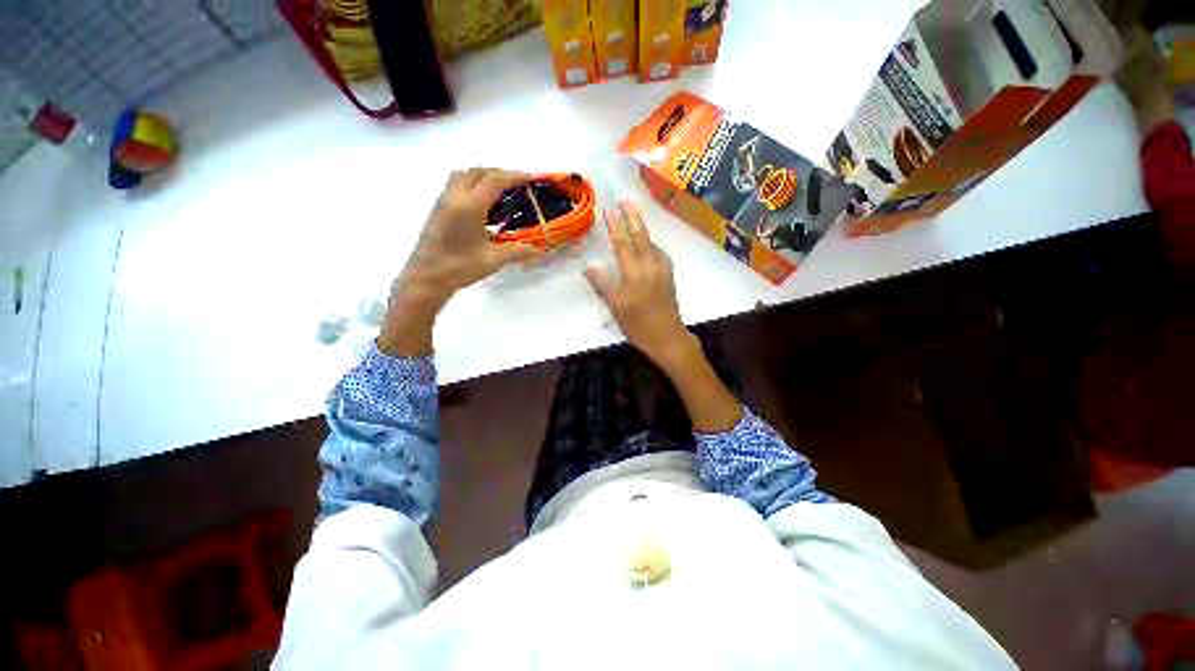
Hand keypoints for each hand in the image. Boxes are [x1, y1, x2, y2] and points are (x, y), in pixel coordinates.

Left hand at [379, 168, 540, 355]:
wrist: (426, 278)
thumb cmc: (459, 268)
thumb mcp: (493, 260)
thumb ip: (518, 251)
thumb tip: (540, 251)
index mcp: (469, 206)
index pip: (494, 181)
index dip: (514, 176)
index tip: (530, 178)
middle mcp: (454, 197)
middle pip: (478, 172)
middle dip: (500, 173)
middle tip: (518, 185)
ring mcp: (443, 201)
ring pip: (464, 175)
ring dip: (484, 176)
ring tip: (501, 191)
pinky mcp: (438, 209)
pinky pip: (456, 185)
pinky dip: (473, 184)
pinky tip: (483, 205)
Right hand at [584, 200, 697, 368]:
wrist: (668, 337)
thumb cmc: (638, 325)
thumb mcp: (616, 307)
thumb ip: (603, 284)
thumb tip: (588, 267)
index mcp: (635, 273)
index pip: (623, 243)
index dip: (615, 226)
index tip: (608, 210)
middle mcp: (650, 265)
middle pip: (640, 236)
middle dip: (632, 217)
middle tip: (624, 200)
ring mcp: (662, 269)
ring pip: (650, 242)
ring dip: (641, 227)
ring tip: (633, 214)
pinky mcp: (668, 275)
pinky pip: (658, 252)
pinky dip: (650, 242)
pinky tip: (646, 242)